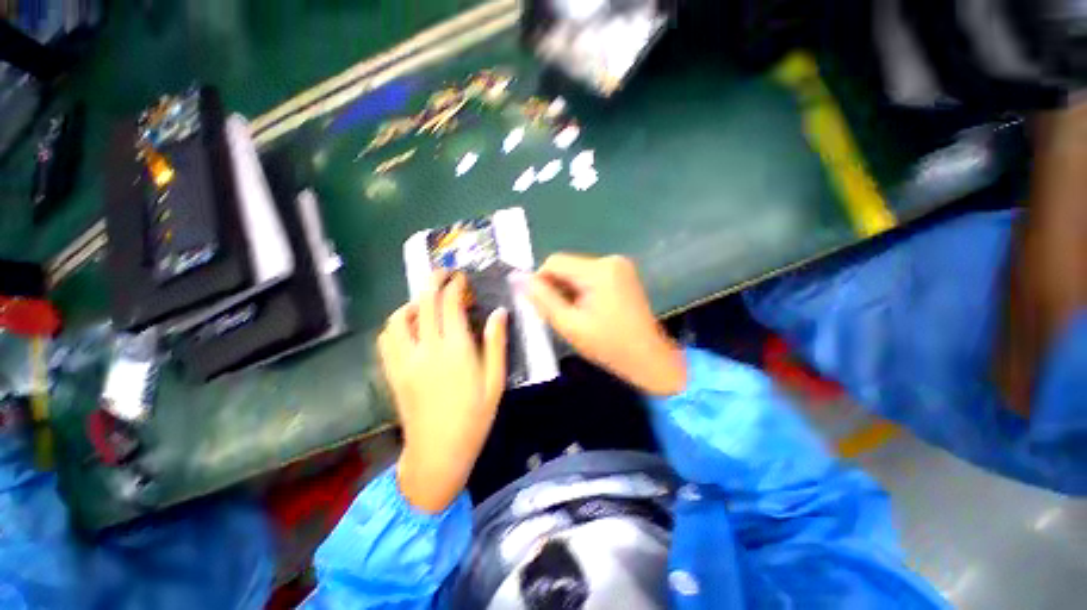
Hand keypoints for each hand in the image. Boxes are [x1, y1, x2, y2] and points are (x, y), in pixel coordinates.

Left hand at [378, 272, 507, 512]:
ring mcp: (404, 359)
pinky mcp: (392, 371)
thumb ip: (496, 346)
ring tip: (426, 306)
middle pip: (424, 301)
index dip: (456, 285)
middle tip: (444, 276)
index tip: (463, 280)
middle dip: (434, 281)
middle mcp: (426, 348)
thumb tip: (499, 313)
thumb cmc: (473, 421)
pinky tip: (408, 330)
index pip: (450, 302)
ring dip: (412, 303)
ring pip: (400, 317)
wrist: (439, 451)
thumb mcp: (494, 384)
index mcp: (455, 350)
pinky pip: (387, 338)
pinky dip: (396, 326)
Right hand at [527, 254, 686, 395]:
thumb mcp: (569, 325)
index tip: (542, 308)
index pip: (554, 262)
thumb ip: (543, 299)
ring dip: (570, 291)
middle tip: (562, 318)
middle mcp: (610, 260)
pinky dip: (584, 292)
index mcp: (599, 270)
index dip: (541, 282)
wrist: (648, 358)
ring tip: (577, 318)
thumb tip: (518, 278)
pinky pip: (592, 277)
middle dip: (558, 289)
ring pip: (578, 272)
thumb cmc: (609, 346)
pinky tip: (590, 314)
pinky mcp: (624, 275)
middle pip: (567, 266)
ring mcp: (620, 266)